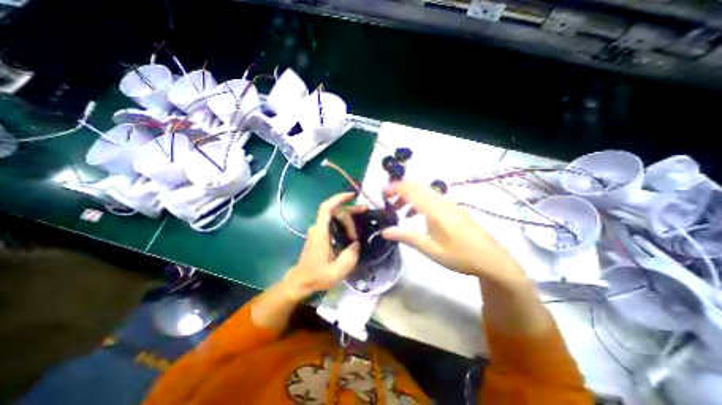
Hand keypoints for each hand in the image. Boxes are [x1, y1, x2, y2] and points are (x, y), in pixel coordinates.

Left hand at [280, 191, 363, 300]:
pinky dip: (344, 225)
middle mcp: (318, 228)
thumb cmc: (316, 276)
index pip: (326, 208)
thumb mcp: (337, 271)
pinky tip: (352, 233)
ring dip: (348, 220)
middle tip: (363, 220)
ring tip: (359, 231)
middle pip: (335, 212)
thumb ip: (350, 256)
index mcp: (320, 232)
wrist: (300, 282)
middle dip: (350, 214)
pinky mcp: (320, 235)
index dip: (338, 198)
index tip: (352, 195)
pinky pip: (333, 224)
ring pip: (334, 217)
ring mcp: (318, 231)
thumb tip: (357, 244)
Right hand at [383, 183, 524, 282]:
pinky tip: (415, 215)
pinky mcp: (453, 208)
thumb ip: (407, 237)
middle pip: (417, 187)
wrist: (492, 260)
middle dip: (400, 190)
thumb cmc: (459, 256)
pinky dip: (419, 201)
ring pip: (424, 192)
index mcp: (435, 210)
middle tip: (387, 201)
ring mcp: (449, 204)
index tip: (382, 194)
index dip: (395, 188)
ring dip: (409, 197)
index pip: (411, 191)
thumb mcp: (430, 250)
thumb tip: (384, 231)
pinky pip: (431, 198)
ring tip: (397, 210)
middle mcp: (442, 202)